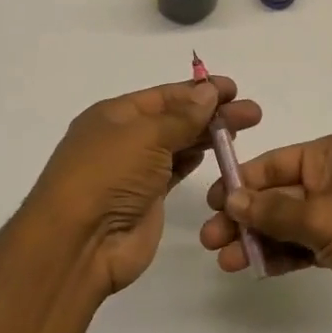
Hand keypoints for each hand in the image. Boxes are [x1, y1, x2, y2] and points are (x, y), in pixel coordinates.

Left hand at [22, 77, 260, 295]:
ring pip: (178, 145)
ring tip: (242, 130)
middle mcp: (124, 139)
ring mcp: (135, 171)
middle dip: (211, 113)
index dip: (198, 90)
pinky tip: (215, 152)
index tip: (234, 89)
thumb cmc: (107, 176)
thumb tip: (208, 92)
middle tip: (252, 113)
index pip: (163, 96)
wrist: (79, 243)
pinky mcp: (147, 200)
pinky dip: (195, 160)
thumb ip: (182, 116)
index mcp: (114, 115)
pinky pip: (175, 171)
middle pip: (174, 119)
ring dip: (207, 136)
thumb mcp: (145, 136)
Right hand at [200, 135, 331, 329]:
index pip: (274, 163)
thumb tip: (231, 200)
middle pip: (278, 195)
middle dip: (244, 216)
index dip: (240, 181)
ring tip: (226, 261)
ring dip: (258, 240)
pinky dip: (282, 255)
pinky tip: (256, 268)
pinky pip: (305, 246)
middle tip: (210, 240)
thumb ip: (272, 211)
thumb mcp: (320, 215)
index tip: (210, 203)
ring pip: (288, 224)